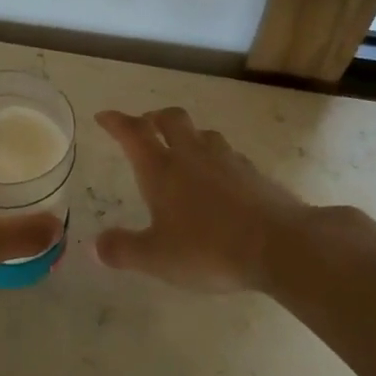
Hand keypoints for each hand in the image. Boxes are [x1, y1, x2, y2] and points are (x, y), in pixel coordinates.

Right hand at [94, 108, 319, 293]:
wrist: (280, 245)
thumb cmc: (208, 250)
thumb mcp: (156, 258)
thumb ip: (123, 250)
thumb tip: (96, 246)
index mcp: (162, 170)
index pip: (133, 133)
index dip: (116, 121)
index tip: (103, 116)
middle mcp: (192, 155)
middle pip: (170, 119)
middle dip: (153, 118)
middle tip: (144, 127)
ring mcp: (227, 160)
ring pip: (203, 133)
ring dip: (187, 134)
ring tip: (182, 150)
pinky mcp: (254, 173)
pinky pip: (228, 154)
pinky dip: (215, 157)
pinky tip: (218, 177)